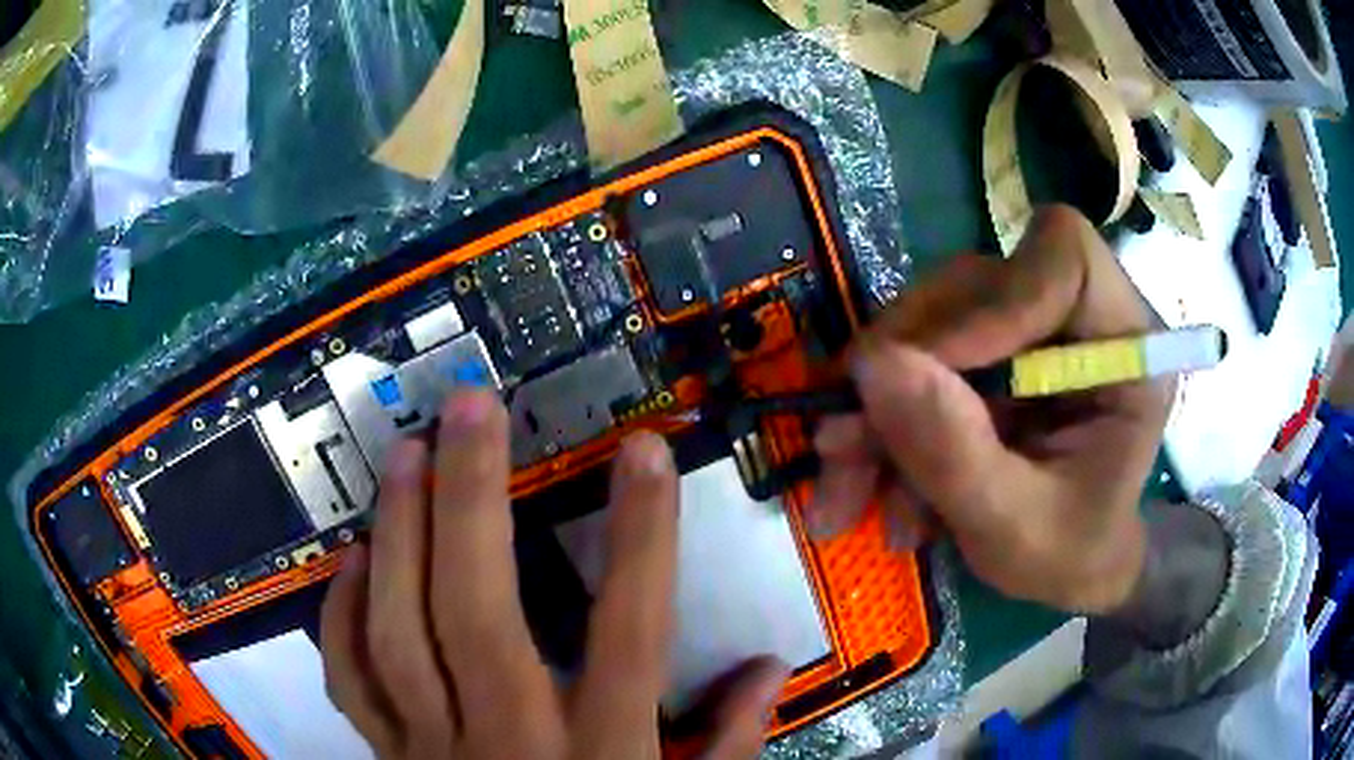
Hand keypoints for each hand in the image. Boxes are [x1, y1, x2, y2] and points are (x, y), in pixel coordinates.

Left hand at [320, 390, 787, 758]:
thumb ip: (727, 744)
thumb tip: (771, 668)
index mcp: (600, 758)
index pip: (628, 635)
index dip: (641, 539)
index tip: (644, 452)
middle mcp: (507, 743)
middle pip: (478, 615)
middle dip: (472, 501)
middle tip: (469, 409)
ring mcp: (432, 749)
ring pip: (396, 633)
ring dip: (397, 535)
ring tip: (407, 456)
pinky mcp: (390, 757)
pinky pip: (352, 680)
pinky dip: (342, 618)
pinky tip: (352, 562)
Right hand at [811, 206, 1171, 614]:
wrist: (1070, 568)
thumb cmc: (1069, 556)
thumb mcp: (1014, 530)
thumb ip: (954, 454)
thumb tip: (871, 365)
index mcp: (1126, 348)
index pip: (1065, 258)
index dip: (994, 300)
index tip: (928, 373)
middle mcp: (1079, 318)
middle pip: (977, 285)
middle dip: (902, 366)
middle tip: (843, 445)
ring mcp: (1032, 327)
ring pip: (934, 317)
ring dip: (880, 400)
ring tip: (849, 485)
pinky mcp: (995, 346)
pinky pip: (918, 352)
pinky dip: (884, 413)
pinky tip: (870, 478)